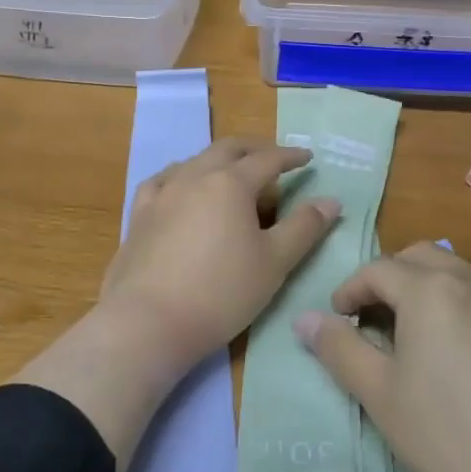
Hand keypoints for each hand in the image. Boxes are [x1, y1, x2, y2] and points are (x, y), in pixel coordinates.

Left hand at [16, 138, 340, 471]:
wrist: (148, 322)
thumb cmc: (221, 293)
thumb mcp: (274, 263)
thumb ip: (304, 227)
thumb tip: (330, 200)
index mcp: (231, 183)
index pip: (268, 159)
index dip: (291, 157)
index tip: (307, 157)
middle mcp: (195, 176)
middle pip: (228, 149)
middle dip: (254, 149)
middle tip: (273, 159)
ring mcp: (163, 193)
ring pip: (195, 161)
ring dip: (219, 160)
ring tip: (232, 175)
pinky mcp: (139, 215)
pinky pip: (163, 180)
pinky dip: (182, 175)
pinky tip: (181, 187)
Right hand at [293, 242, 470, 471]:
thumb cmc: (450, 437)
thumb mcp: (380, 396)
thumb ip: (339, 349)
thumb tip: (304, 319)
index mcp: (430, 289)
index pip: (377, 269)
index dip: (348, 291)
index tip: (336, 321)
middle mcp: (470, 280)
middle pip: (418, 257)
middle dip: (387, 279)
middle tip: (370, 320)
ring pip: (453, 271)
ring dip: (423, 288)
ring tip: (409, 336)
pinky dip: (455, 303)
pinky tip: (454, 353)